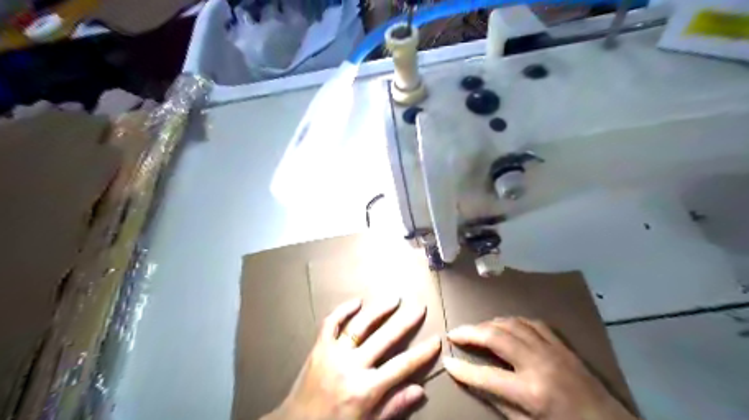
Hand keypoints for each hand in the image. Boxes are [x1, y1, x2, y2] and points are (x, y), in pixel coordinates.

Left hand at [262, 297, 439, 418]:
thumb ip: (393, 407)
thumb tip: (420, 390)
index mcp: (366, 390)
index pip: (401, 367)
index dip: (421, 353)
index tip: (436, 340)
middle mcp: (351, 368)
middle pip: (384, 339)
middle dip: (405, 322)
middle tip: (419, 307)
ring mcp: (333, 354)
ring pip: (360, 326)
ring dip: (379, 310)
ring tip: (394, 298)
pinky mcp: (319, 348)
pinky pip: (330, 324)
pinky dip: (343, 311)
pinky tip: (357, 302)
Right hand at [443, 318, 637, 419]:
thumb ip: (499, 402)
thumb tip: (474, 381)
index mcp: (531, 392)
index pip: (486, 376)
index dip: (462, 369)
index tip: (446, 361)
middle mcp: (539, 363)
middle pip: (496, 337)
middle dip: (470, 333)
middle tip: (454, 333)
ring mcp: (552, 349)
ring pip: (511, 324)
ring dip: (489, 324)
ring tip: (475, 329)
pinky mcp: (561, 344)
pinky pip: (531, 323)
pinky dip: (512, 321)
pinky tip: (504, 325)